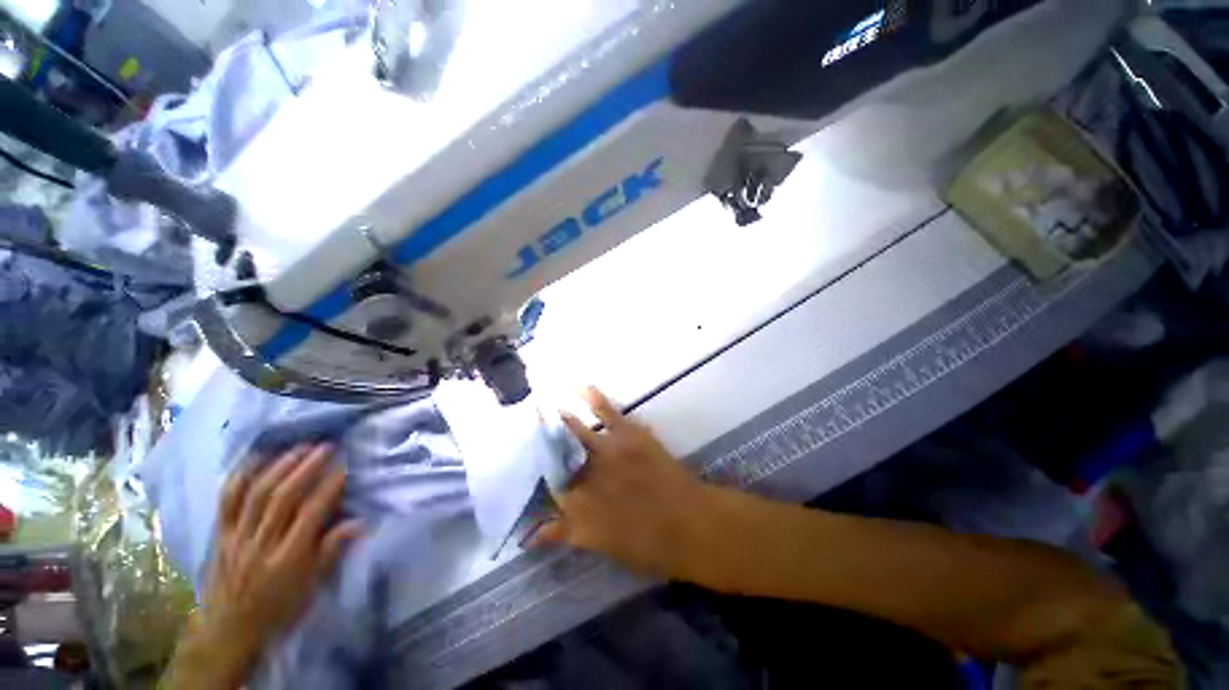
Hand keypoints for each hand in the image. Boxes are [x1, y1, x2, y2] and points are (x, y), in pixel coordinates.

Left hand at [191, 445, 361, 683]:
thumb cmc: (279, 608)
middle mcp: (262, 542)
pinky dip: (240, 477)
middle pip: (283, 497)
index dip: (330, 485)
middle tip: (325, 447)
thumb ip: (332, 551)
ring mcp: (237, 537)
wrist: (230, 630)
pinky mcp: (221, 535)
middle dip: (306, 468)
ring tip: (298, 447)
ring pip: (257, 494)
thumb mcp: (311, 587)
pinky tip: (255, 459)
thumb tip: (359, 521)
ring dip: (279, 467)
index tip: (346, 465)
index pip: (312, 512)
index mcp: (289, 557)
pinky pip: (227, 502)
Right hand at [533, 388, 717, 581]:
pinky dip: (593, 397)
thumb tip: (534, 534)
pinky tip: (580, 386)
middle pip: (556, 459)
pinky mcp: (627, 435)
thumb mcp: (605, 546)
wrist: (691, 525)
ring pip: (575, 433)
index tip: (531, 474)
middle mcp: (585, 476)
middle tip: (530, 436)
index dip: (540, 482)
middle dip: (543, 448)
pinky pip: (607, 412)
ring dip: (560, 421)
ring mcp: (606, 452)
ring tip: (543, 408)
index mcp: (577, 508)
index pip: (549, 491)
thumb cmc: (651, 546)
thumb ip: (568, 534)